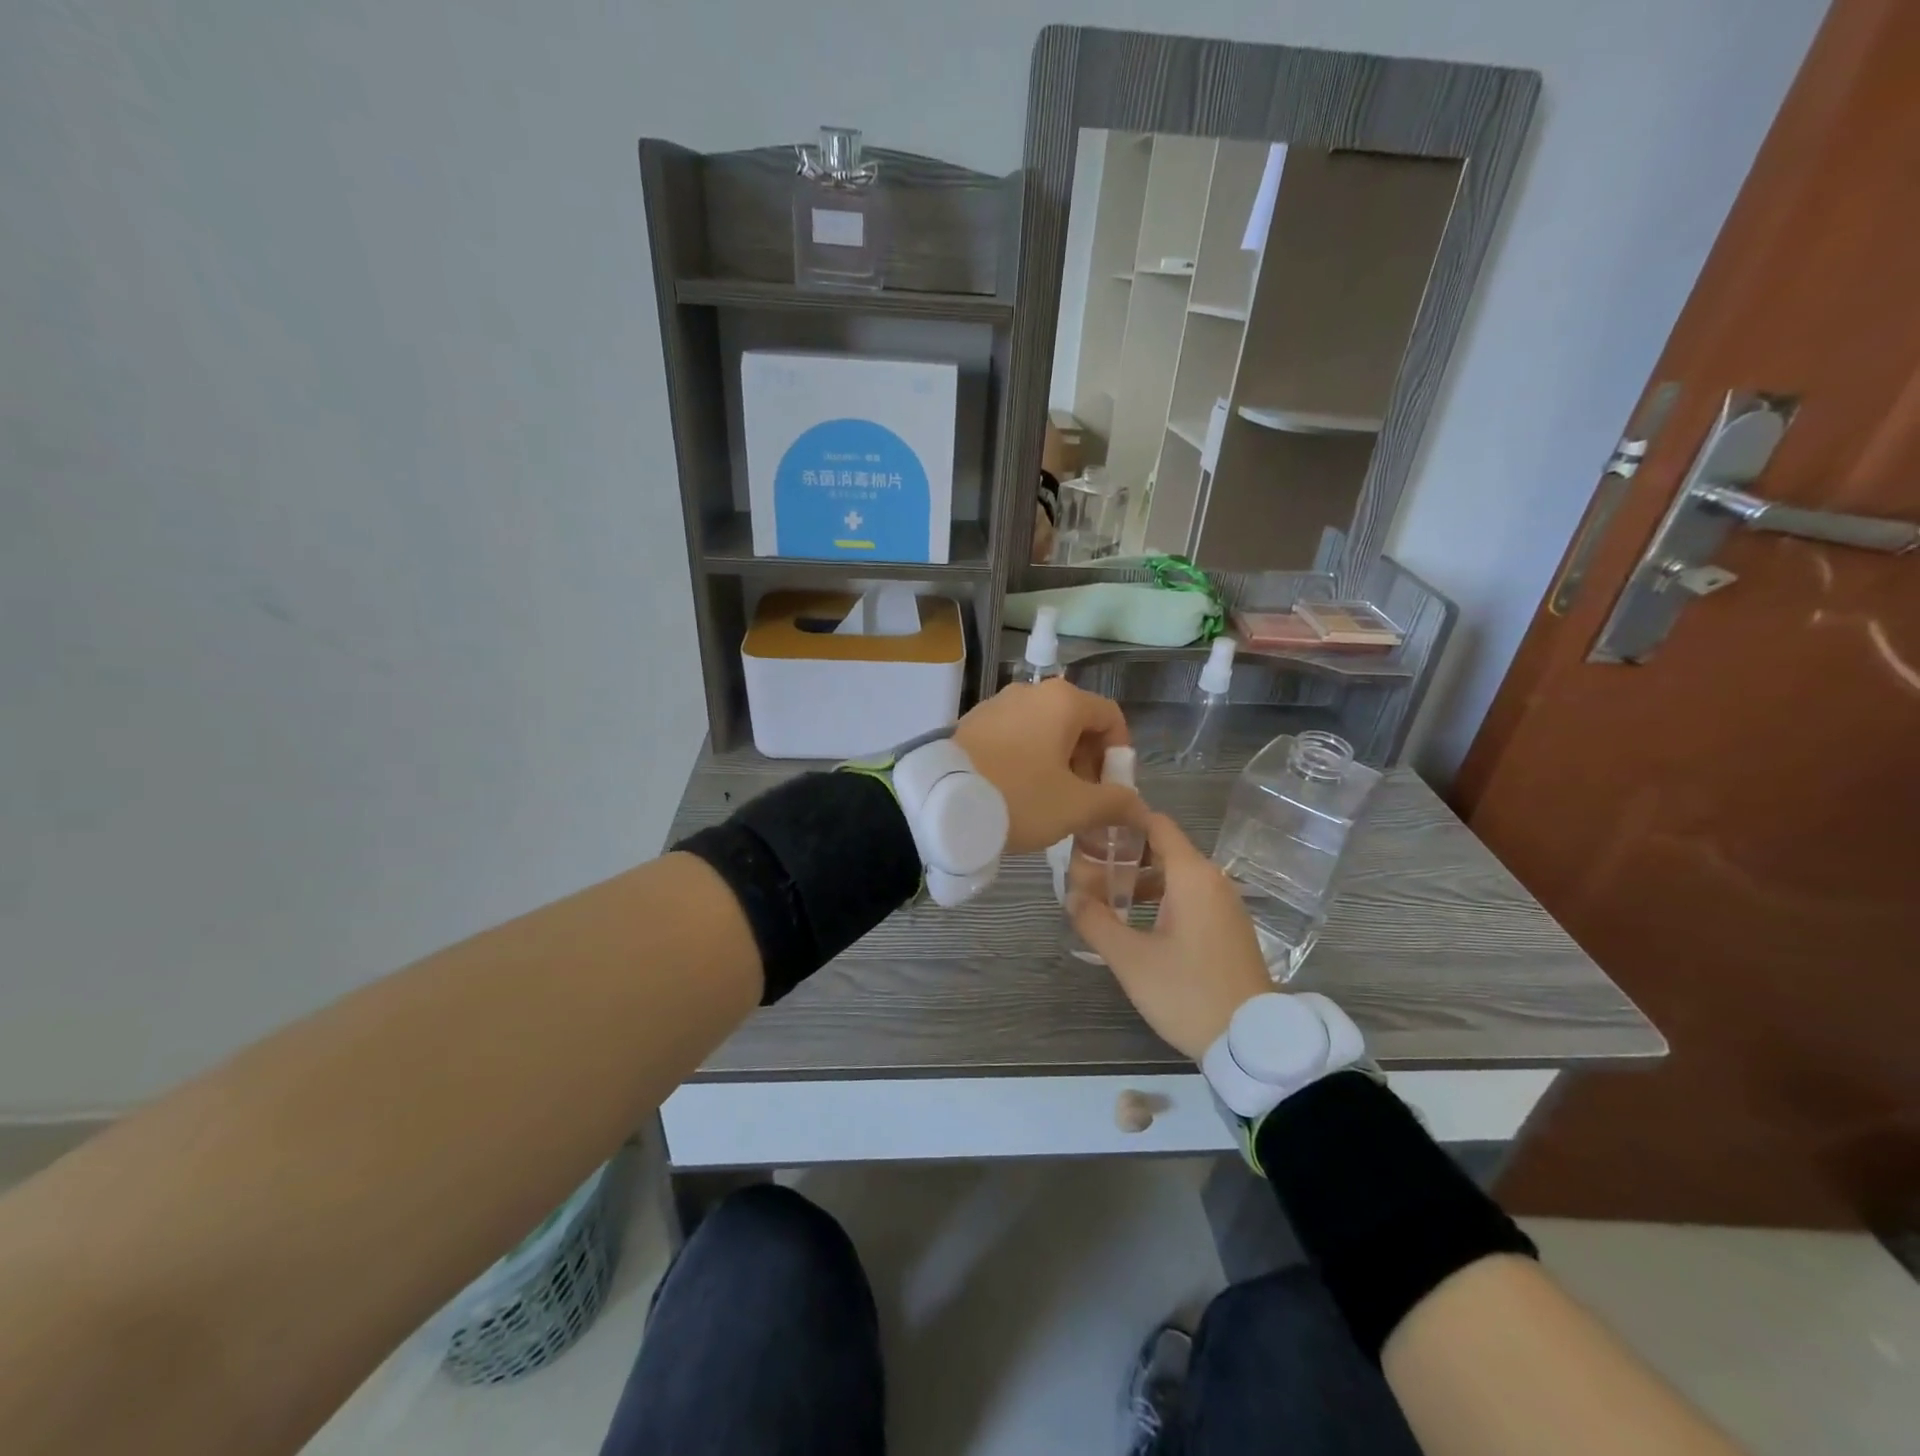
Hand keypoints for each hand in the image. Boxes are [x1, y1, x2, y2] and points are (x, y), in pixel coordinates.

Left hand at [953, 678, 1145, 854]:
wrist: (940, 802)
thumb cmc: (1019, 798)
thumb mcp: (1075, 807)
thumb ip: (1115, 803)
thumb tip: (1140, 808)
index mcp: (1062, 701)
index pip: (1110, 717)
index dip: (1119, 754)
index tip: (1111, 789)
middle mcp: (1030, 692)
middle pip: (1076, 722)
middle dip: (1087, 762)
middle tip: (1081, 801)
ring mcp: (997, 704)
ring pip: (1043, 730)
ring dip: (1056, 762)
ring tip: (1048, 801)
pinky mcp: (972, 722)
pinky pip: (1013, 736)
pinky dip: (1026, 758)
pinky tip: (1016, 791)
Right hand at [1068, 813, 1271, 1058]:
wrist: (1253, 1043)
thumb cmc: (1188, 992)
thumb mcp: (1131, 959)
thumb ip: (1095, 921)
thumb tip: (1071, 896)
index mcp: (1192, 876)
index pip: (1157, 824)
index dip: (1124, 820)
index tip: (1091, 828)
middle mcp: (1213, 880)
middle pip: (1165, 849)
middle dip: (1126, 853)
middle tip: (1089, 866)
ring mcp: (1226, 905)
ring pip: (1177, 875)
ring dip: (1143, 879)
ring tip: (1106, 896)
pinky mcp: (1230, 928)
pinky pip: (1192, 896)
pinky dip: (1163, 897)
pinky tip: (1138, 921)